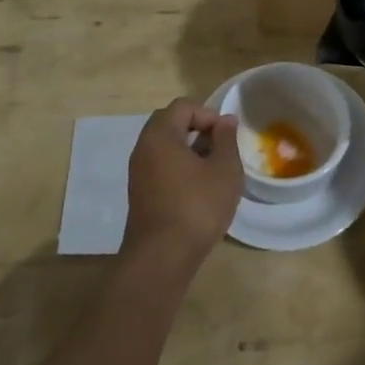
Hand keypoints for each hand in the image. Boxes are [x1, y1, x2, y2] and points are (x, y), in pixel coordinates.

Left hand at [122, 98, 243, 269]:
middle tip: (220, 147)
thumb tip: (225, 121)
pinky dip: (179, 167)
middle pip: (170, 123)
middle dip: (197, 129)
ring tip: (214, 169)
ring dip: (189, 149)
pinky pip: (160, 166)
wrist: (162, 258)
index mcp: (160, 136)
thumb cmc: (197, 207)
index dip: (208, 114)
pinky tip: (199, 188)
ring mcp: (138, 172)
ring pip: (164, 146)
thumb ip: (226, 140)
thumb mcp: (224, 170)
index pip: (182, 106)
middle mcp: (143, 148)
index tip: (227, 135)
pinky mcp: (140, 193)